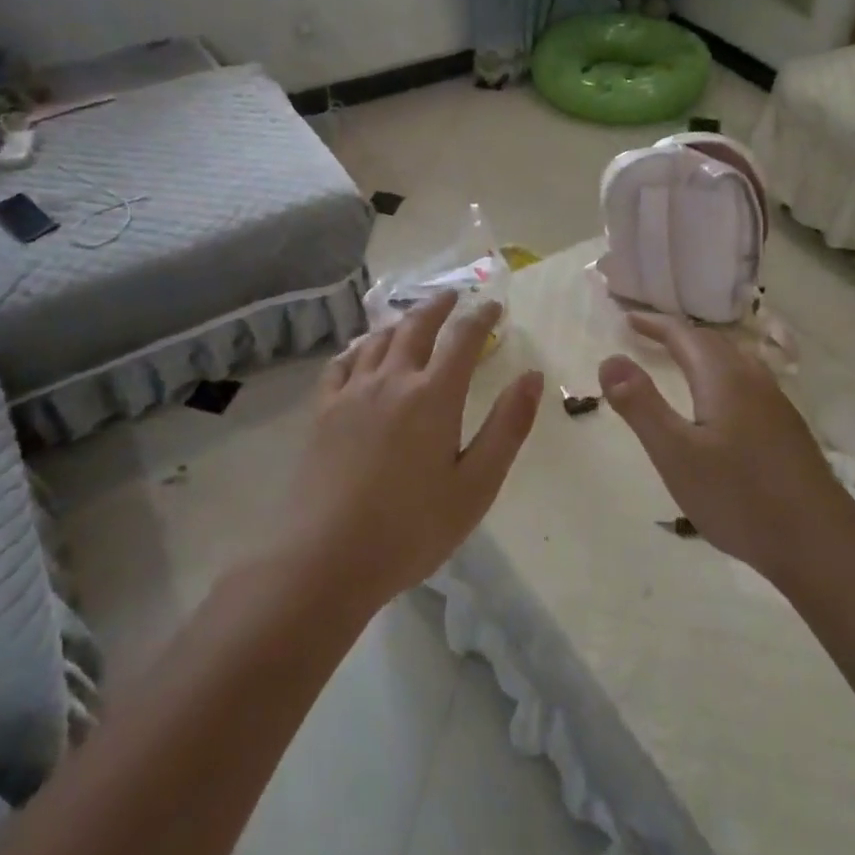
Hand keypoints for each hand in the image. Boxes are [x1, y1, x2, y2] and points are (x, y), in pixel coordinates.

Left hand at [283, 292, 543, 608]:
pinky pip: (341, 364)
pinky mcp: (322, 412)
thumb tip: (532, 376)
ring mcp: (351, 393)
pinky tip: (361, 353)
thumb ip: (507, 427)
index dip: (481, 318)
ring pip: (378, 340)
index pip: (463, 339)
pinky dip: (358, 348)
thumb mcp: (476, 485)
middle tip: (453, 296)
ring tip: (413, 319)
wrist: (327, 558)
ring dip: (401, 322)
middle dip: (439, 306)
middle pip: (416, 326)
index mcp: (433, 396)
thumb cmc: (412, 528)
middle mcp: (391, 380)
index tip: (494, 306)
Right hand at [598, 313, 854, 585]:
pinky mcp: (787, 429)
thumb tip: (610, 359)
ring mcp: (776, 405)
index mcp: (724, 379)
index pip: (685, 335)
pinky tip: (720, 404)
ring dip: (702, 353)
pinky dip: (721, 375)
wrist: (819, 542)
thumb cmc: (738, 497)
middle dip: (678, 335)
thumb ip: (641, 405)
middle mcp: (753, 381)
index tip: (627, 319)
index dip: (655, 324)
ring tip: (680, 361)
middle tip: (647, 335)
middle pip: (712, 343)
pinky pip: (747, 383)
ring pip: (734, 362)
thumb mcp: (675, 453)